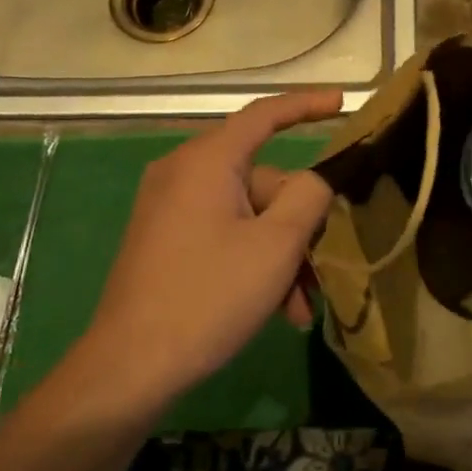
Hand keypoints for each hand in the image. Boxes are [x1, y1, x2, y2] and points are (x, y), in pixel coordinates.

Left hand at [80, 91, 340, 405]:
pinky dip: (252, 260)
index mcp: (206, 160)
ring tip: (299, 308)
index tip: (342, 101)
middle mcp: (183, 172)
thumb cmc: (208, 297)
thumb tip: (318, 179)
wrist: (128, 369)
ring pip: (247, 214)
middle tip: (323, 269)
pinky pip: (224, 232)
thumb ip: (308, 198)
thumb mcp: (275, 246)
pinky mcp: (165, 238)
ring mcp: (170, 207)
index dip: (307, 104)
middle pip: (263, 179)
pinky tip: (275, 308)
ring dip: (280, 254)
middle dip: (298, 224)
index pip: (264, 114)